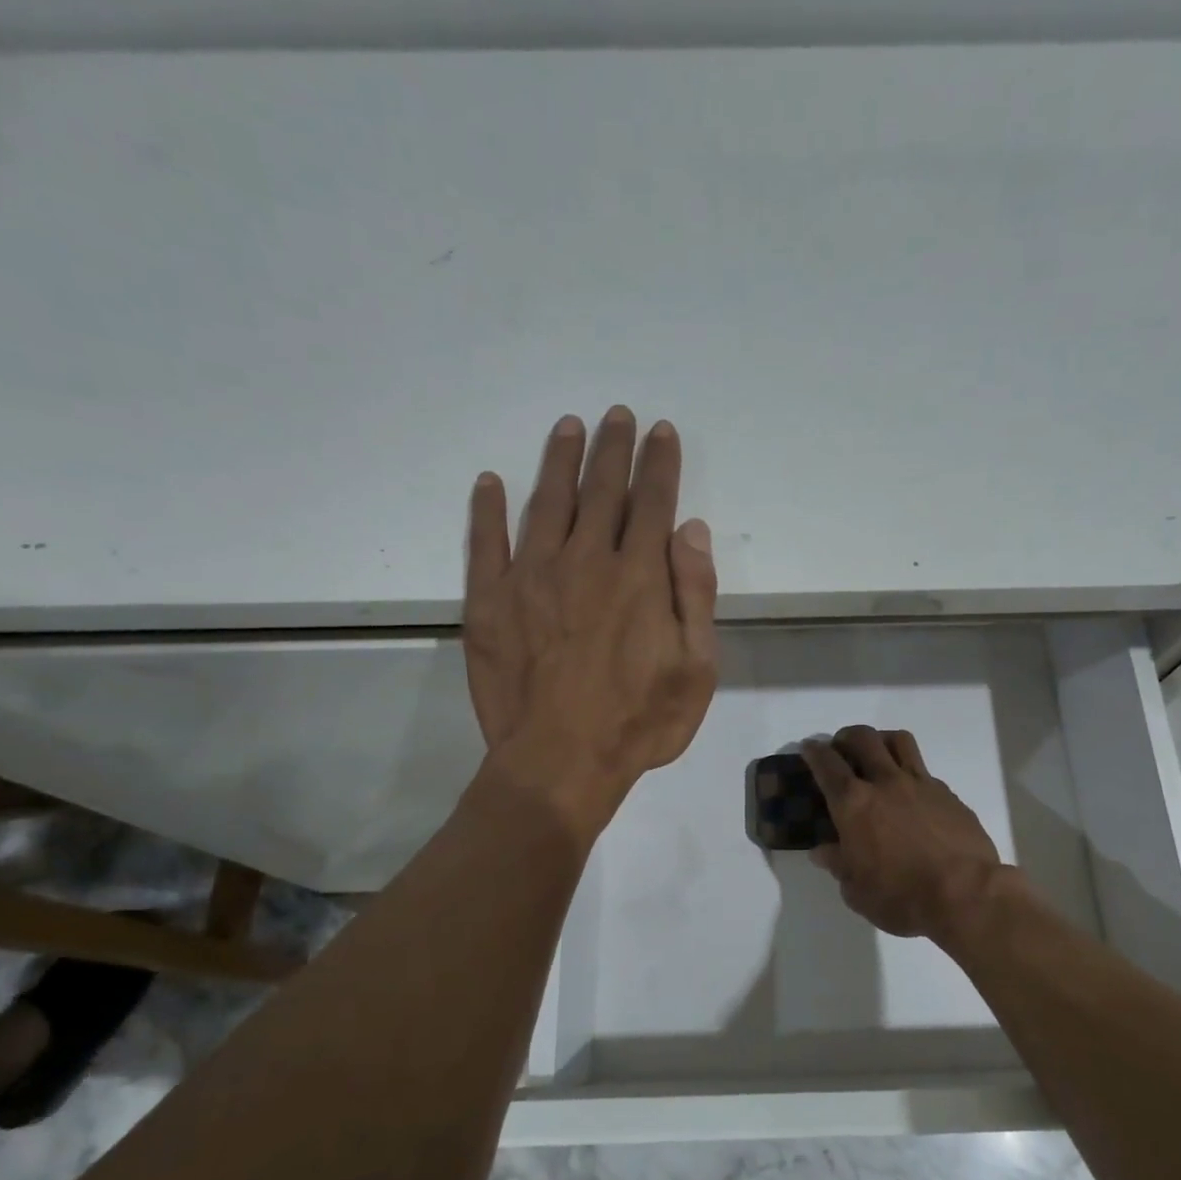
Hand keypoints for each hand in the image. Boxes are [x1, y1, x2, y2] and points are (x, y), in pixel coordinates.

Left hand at [465, 407, 718, 832]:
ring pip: (547, 503)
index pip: (652, 503)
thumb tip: (690, 530)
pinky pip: (485, 543)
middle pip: (601, 491)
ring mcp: (530, 577)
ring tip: (568, 427)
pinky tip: (489, 483)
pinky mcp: (488, 602)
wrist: (559, 763)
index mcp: (638, 576)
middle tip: (617, 416)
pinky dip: (487, 510)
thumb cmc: (638, 722)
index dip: (660, 464)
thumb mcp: (695, 669)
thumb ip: (695, 595)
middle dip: (613, 449)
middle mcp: (584, 561)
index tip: (661, 432)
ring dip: (559, 462)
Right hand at [802, 727, 1004, 943]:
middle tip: (841, 749)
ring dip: (881, 740)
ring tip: (877, 754)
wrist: (965, 895)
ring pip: (898, 741)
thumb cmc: (901, 896)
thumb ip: (838, 865)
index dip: (814, 752)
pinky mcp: (949, 795)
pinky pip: (924, 771)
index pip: (827, 764)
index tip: (809, 747)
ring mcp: (921, 784)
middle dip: (846, 737)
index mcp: (853, 804)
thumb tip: (823, 851)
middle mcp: (885, 783)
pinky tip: (911, 796)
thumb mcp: (857, 891)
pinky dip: (911, 774)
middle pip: (863, 739)